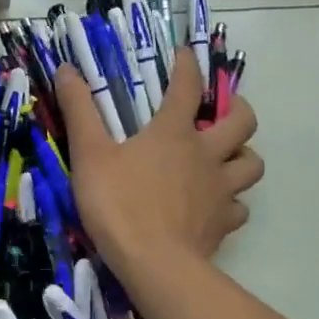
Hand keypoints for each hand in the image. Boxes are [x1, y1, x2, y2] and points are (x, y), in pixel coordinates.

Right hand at [55, 48, 262, 278]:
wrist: (153, 264)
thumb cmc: (118, 203)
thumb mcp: (89, 154)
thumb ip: (80, 110)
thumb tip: (67, 68)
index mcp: (173, 132)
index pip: (187, 87)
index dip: (188, 66)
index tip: (186, 54)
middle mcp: (205, 155)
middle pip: (242, 122)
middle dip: (238, 109)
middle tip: (222, 113)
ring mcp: (220, 190)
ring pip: (251, 164)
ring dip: (242, 156)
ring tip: (226, 159)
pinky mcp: (223, 223)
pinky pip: (239, 208)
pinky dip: (231, 203)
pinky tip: (215, 207)